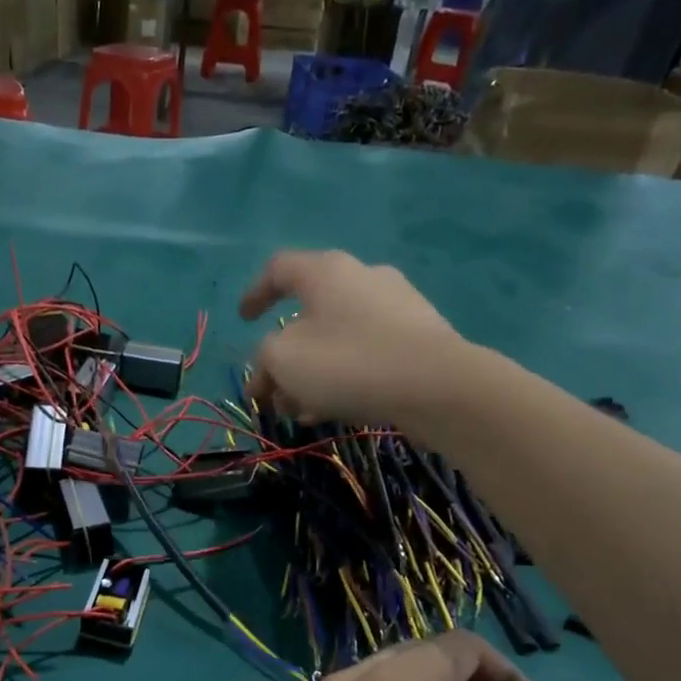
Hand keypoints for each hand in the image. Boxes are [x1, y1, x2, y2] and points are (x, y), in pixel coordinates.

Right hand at [240, 250, 464, 426]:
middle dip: (283, 356)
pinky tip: (333, 410)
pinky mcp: (418, 337)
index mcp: (325, 271)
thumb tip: (267, 370)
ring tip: (299, 411)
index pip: (279, 269)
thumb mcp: (284, 360)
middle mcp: (362, 278)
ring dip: (309, 374)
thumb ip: (264, 359)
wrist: (438, 386)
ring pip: (335, 339)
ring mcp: (396, 306)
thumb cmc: (348, 362)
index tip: (243, 321)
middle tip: (270, 390)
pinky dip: (341, 376)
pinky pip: (365, 352)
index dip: (255, 294)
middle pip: (308, 314)